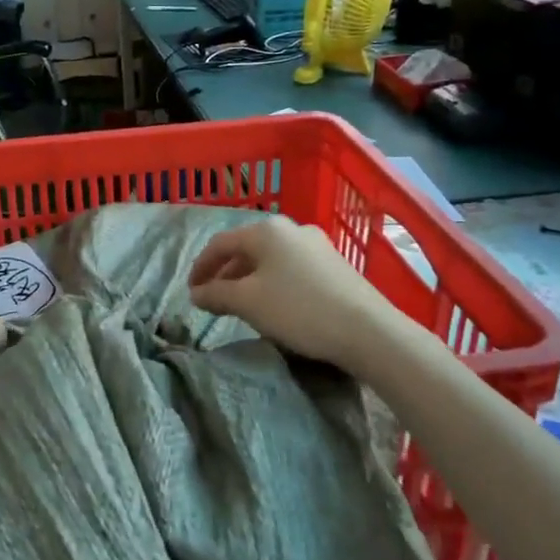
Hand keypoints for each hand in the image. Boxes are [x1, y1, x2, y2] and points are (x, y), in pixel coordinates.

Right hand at [189, 216, 404, 372]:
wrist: (368, 330)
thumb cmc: (299, 309)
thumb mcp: (248, 303)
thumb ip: (216, 294)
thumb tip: (196, 294)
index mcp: (266, 230)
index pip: (220, 243)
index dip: (200, 267)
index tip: (190, 292)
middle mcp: (291, 228)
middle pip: (246, 249)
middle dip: (225, 274)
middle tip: (212, 299)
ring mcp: (317, 245)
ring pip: (270, 259)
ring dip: (248, 279)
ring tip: (240, 305)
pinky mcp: (334, 265)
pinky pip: (291, 268)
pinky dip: (272, 283)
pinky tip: (274, 305)